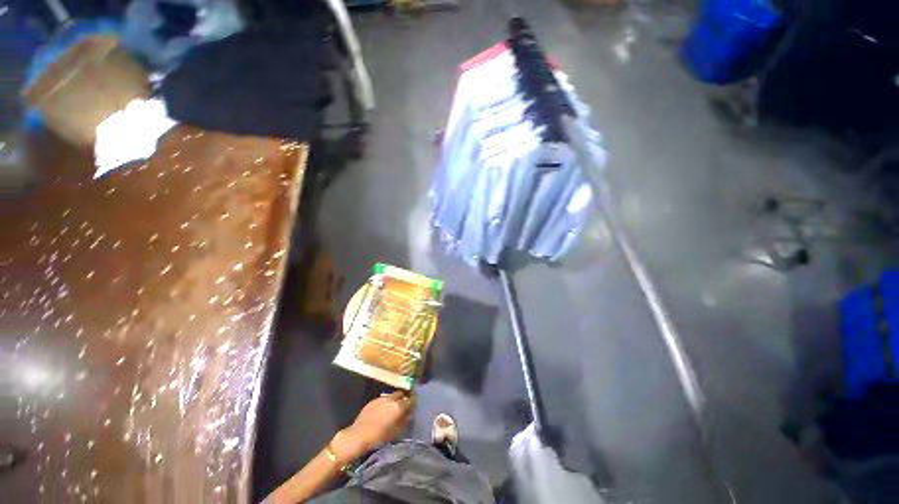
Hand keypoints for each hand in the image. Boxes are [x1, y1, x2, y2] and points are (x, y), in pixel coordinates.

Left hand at [334, 392, 412, 460]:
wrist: (359, 436)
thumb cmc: (379, 436)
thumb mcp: (396, 432)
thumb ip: (404, 421)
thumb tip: (409, 415)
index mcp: (398, 406)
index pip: (410, 401)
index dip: (411, 404)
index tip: (412, 409)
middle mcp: (390, 399)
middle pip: (400, 394)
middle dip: (402, 399)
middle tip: (402, 408)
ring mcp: (380, 398)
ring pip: (391, 396)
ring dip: (393, 401)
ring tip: (391, 410)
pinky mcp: (372, 401)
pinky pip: (382, 400)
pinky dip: (384, 404)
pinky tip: (381, 412)